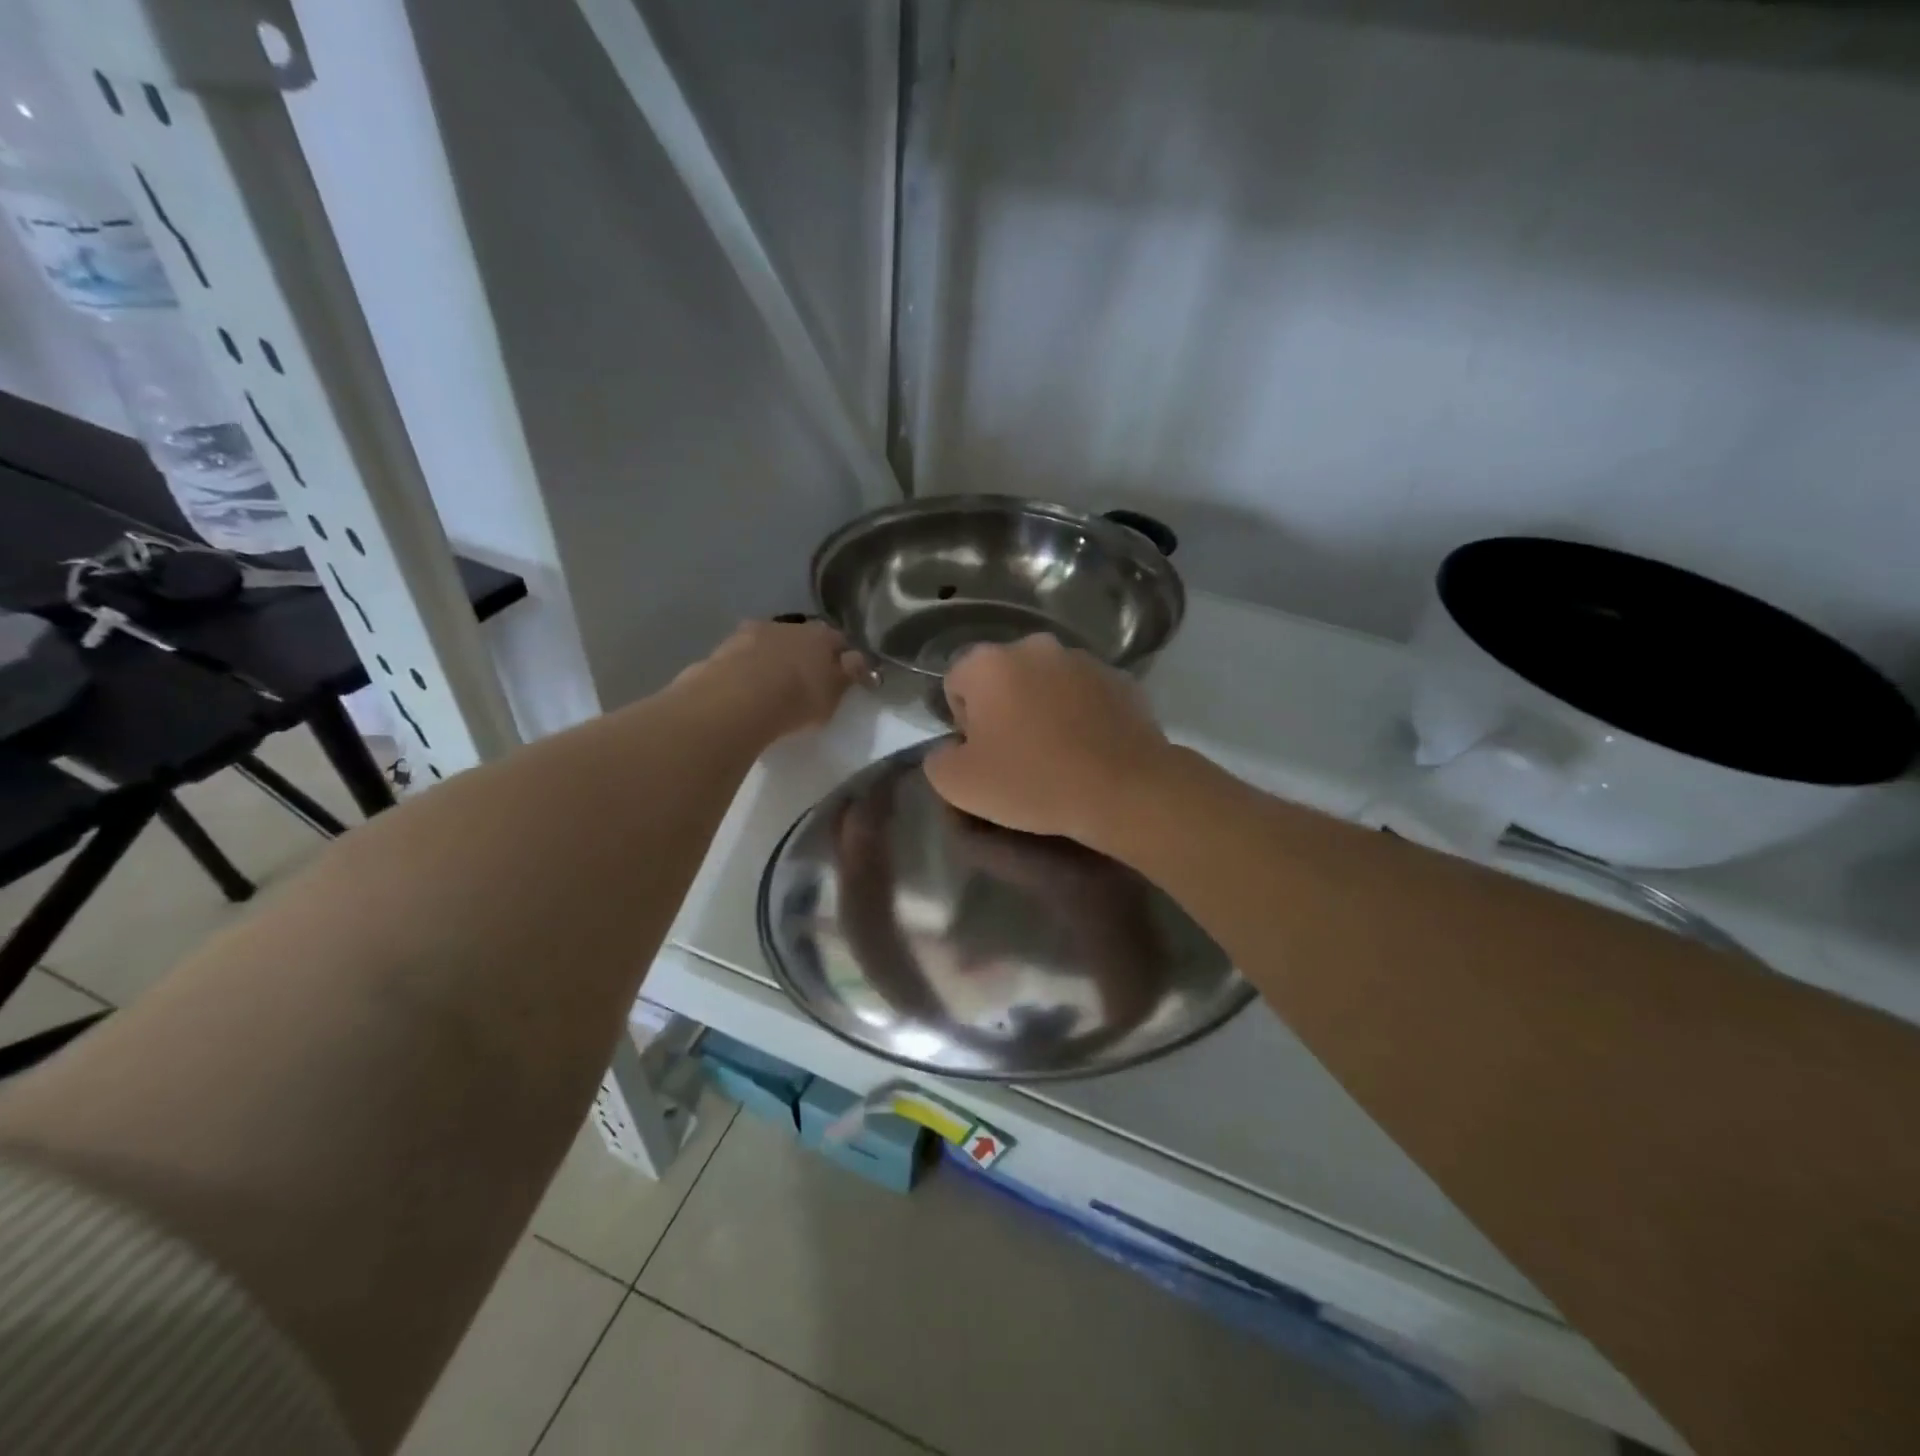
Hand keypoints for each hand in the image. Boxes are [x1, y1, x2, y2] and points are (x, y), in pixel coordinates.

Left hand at [680, 618, 866, 741]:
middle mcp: (787, 625)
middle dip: (804, 654)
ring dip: (773, 658)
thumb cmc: (797, 698)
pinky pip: (743, 657)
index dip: (842, 656)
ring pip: (770, 643)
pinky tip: (746, 688)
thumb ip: (847, 675)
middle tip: (805, 680)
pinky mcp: (723, 648)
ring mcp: (752, 633)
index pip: (838, 640)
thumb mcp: (834, 695)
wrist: (739, 699)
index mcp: (820, 635)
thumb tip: (857, 658)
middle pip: (802, 637)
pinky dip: (748, 668)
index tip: (841, 673)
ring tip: (772, 685)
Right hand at [923, 634, 1170, 845]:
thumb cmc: (1032, 782)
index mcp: (988, 663)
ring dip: (1043, 707)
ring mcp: (1082, 659)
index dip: (963, 722)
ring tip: (1057, 753)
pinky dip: (1081, 713)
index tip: (983, 754)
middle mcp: (1034, 647)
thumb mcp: (959, 785)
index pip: (956, 683)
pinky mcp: (1120, 678)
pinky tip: (1088, 748)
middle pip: (1002, 677)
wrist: (1124, 790)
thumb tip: (950, 749)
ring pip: (1046, 682)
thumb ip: (937, 759)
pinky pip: (1085, 693)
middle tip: (1018, 754)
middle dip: (1003, 708)